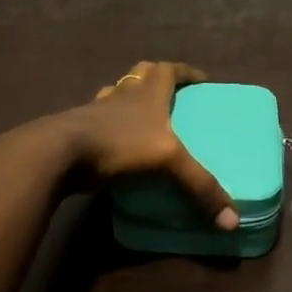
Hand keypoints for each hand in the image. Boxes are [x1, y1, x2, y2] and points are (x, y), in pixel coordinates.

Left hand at [65, 61, 238, 228]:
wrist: (59, 152)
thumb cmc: (119, 143)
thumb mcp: (168, 161)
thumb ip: (200, 186)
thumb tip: (232, 221)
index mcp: (147, 92)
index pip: (169, 69)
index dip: (186, 72)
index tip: (202, 79)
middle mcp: (122, 94)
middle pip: (141, 74)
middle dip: (157, 79)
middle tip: (172, 95)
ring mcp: (97, 110)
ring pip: (116, 94)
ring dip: (130, 99)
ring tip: (145, 118)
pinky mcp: (78, 130)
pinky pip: (99, 120)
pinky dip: (111, 126)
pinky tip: (116, 144)